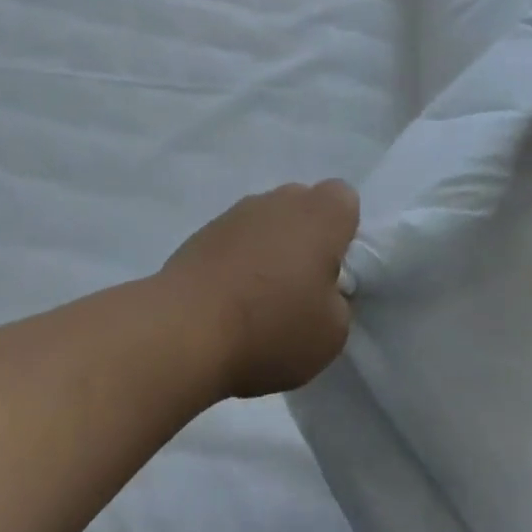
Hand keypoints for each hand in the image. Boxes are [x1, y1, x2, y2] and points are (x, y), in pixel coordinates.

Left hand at [160, 181, 359, 398]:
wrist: (187, 326)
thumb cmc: (272, 325)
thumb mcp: (332, 332)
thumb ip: (337, 300)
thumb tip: (319, 288)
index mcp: (319, 214)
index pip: (344, 199)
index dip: (344, 232)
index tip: (335, 271)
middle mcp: (278, 200)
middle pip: (302, 206)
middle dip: (306, 238)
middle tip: (302, 288)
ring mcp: (236, 212)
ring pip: (267, 222)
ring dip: (270, 249)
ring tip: (260, 301)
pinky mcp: (204, 231)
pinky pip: (236, 239)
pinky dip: (238, 261)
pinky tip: (230, 301)